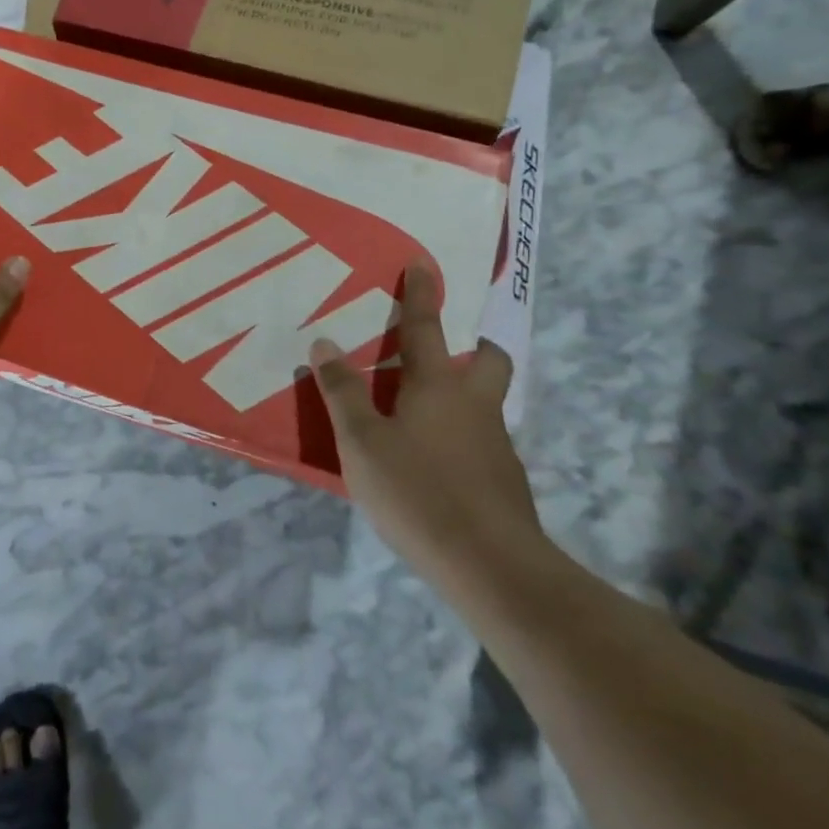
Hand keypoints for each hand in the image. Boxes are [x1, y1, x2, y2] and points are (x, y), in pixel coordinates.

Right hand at [308, 260, 542, 579]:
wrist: (490, 566)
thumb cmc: (418, 491)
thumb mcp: (362, 441)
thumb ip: (342, 392)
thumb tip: (324, 344)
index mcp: (437, 386)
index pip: (426, 327)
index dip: (422, 293)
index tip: (424, 262)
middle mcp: (474, 405)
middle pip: (487, 360)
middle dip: (474, 345)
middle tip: (448, 350)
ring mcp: (496, 444)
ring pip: (487, 403)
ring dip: (465, 394)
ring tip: (425, 414)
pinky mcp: (504, 482)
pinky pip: (482, 442)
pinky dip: (462, 438)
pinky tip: (436, 465)